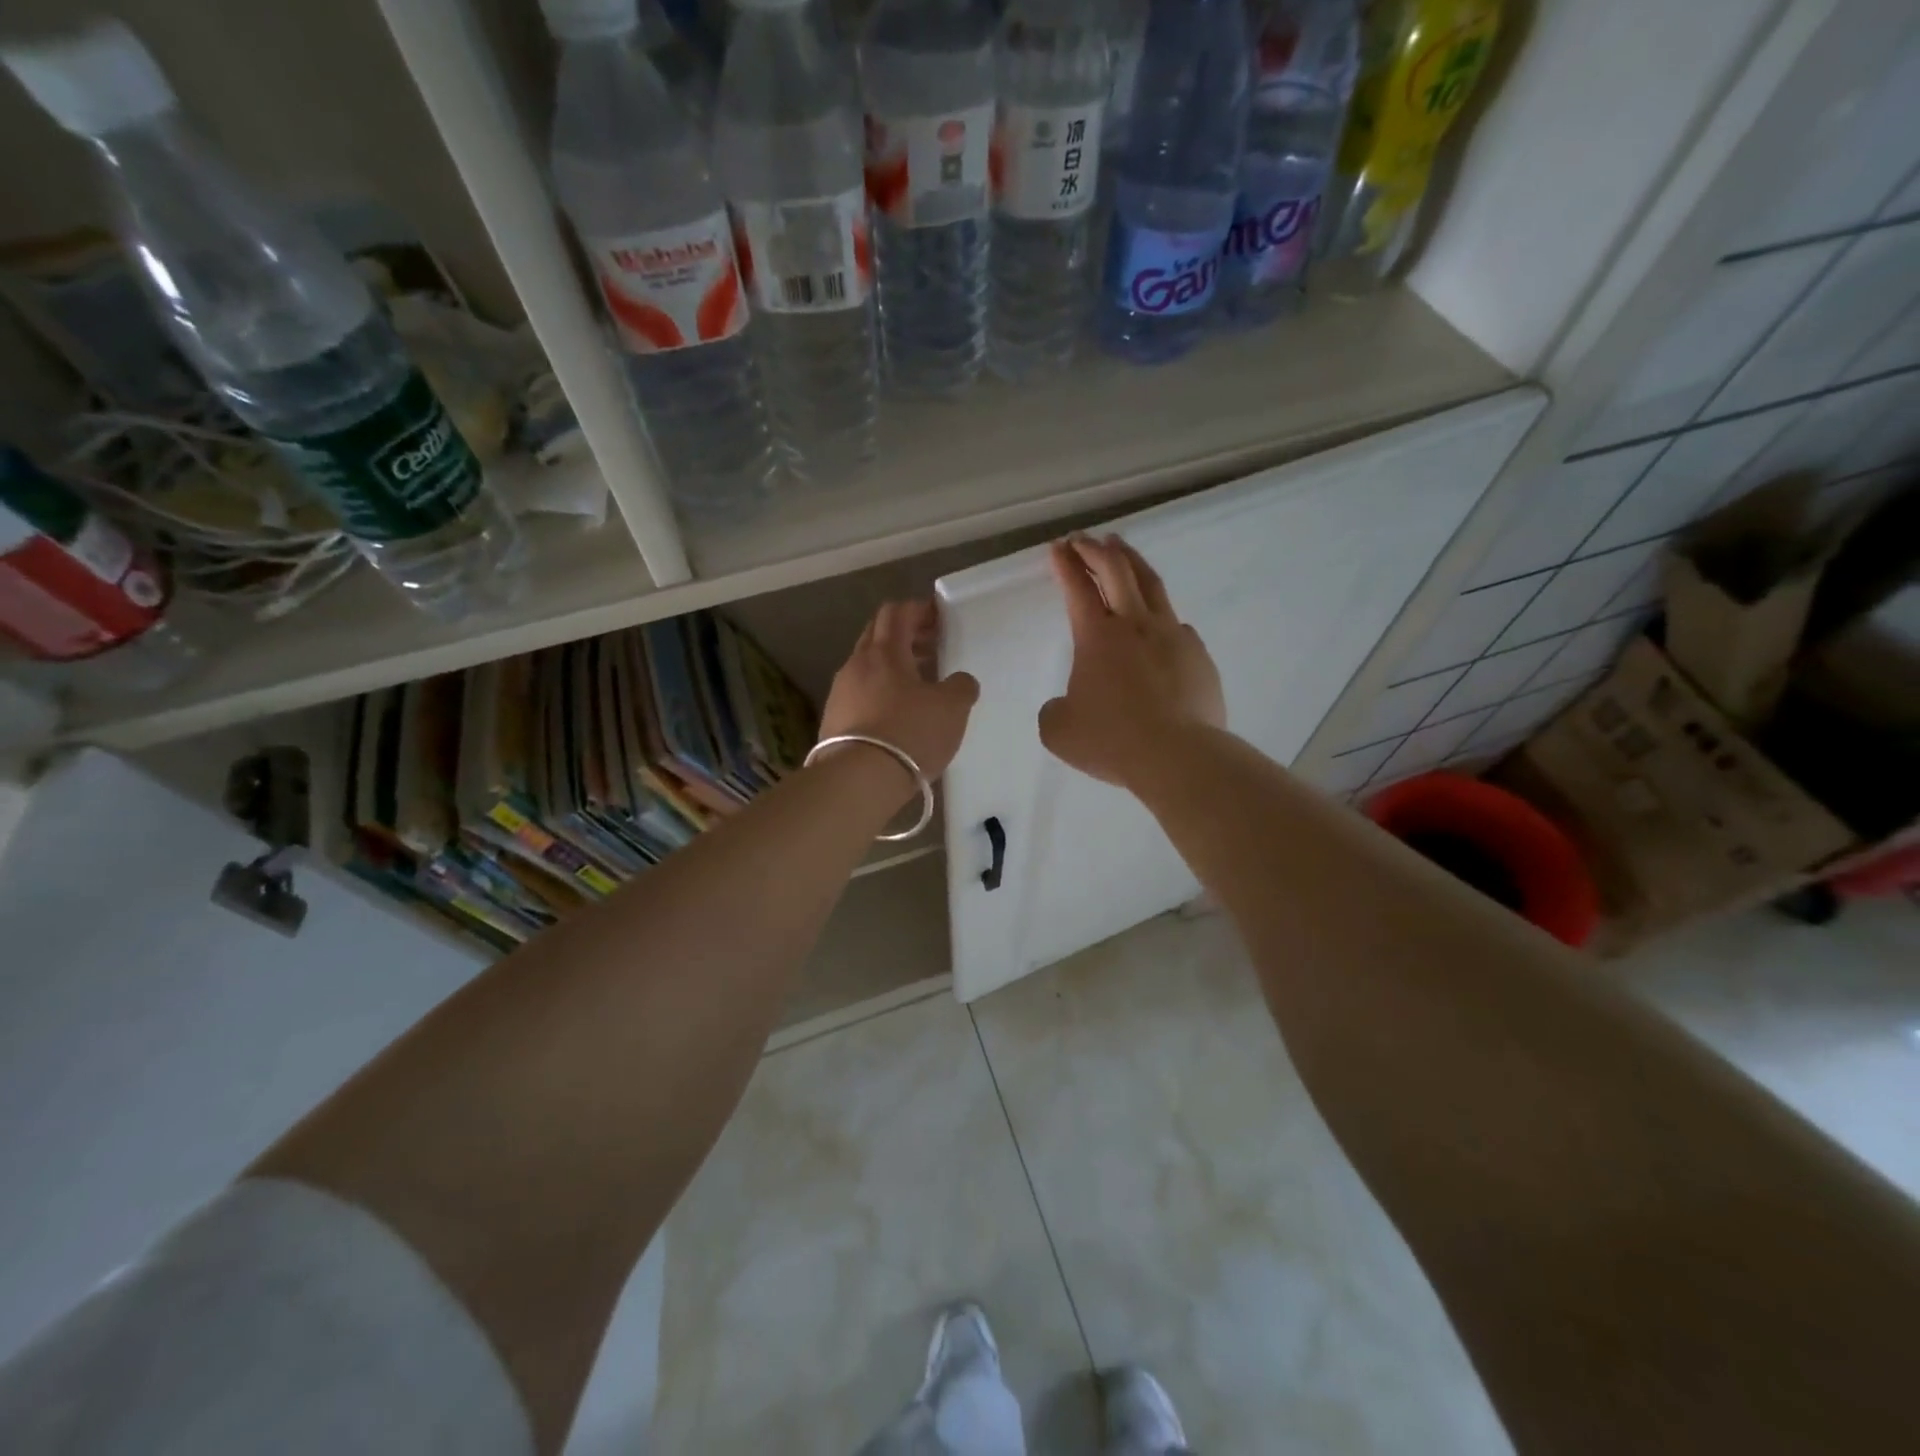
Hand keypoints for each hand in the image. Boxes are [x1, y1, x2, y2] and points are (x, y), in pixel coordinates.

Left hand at [817, 600, 979, 788]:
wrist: (858, 780)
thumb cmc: (909, 733)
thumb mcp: (952, 708)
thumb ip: (961, 687)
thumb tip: (960, 681)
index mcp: (884, 651)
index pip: (897, 612)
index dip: (919, 610)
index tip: (939, 617)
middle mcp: (856, 664)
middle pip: (877, 635)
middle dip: (905, 636)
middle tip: (932, 647)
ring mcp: (840, 693)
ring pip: (867, 666)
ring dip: (893, 667)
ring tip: (919, 685)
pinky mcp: (833, 721)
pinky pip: (860, 694)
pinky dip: (880, 693)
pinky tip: (897, 714)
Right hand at [1040, 534, 1224, 787]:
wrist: (1178, 757)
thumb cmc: (1112, 741)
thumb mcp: (1059, 731)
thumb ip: (1055, 709)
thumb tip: (1066, 703)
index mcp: (1097, 637)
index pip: (1078, 588)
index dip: (1065, 564)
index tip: (1058, 547)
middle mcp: (1135, 625)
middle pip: (1117, 571)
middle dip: (1096, 550)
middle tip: (1085, 539)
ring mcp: (1173, 636)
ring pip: (1152, 586)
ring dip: (1132, 563)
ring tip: (1123, 550)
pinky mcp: (1198, 656)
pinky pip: (1177, 627)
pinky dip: (1161, 616)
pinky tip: (1159, 625)